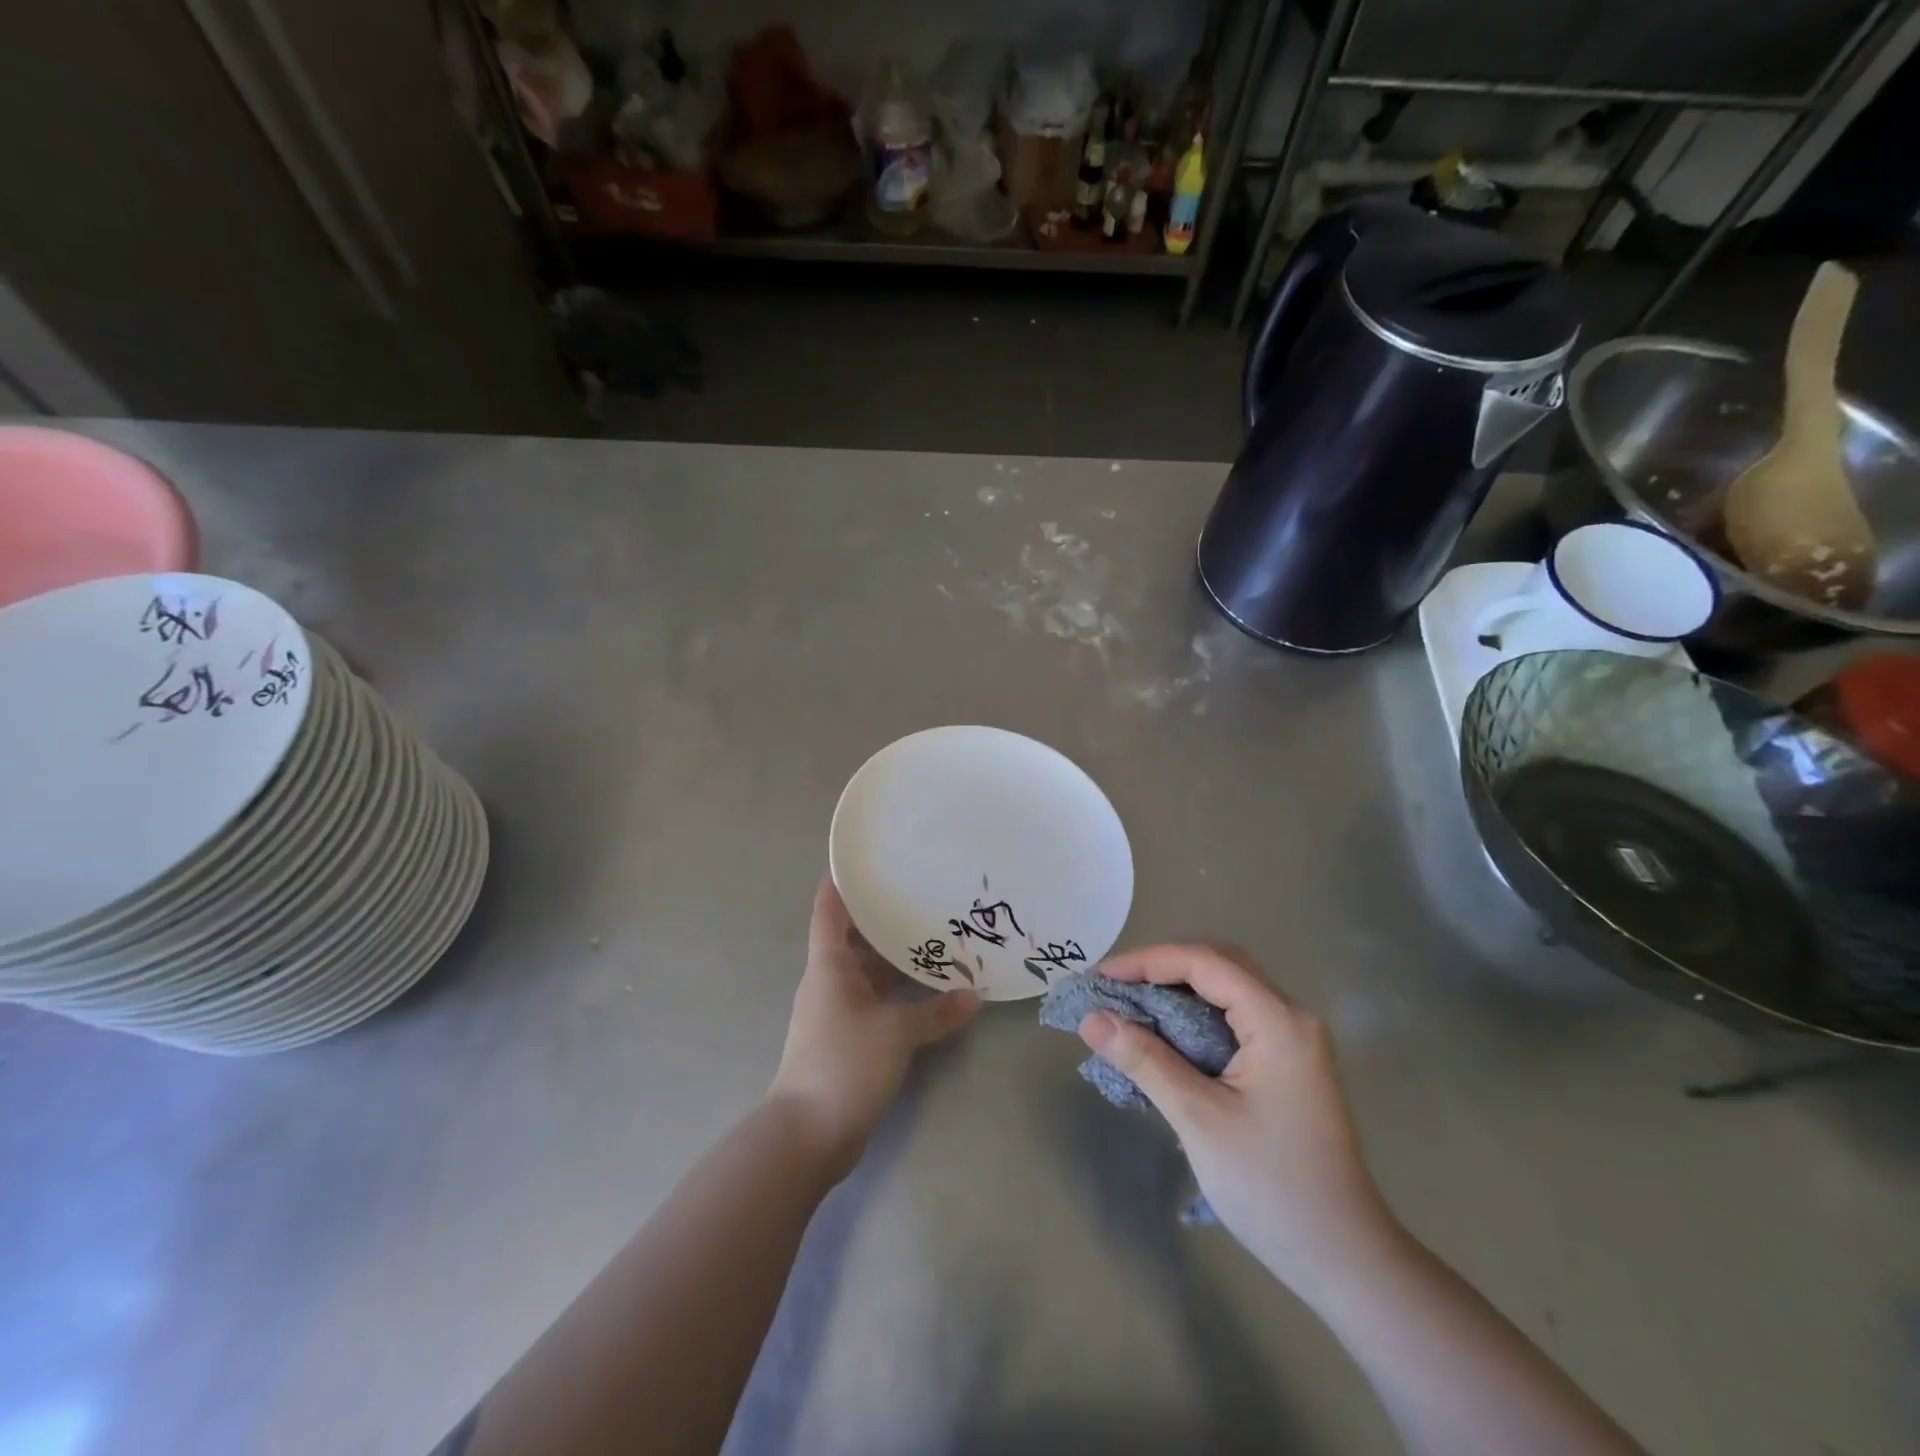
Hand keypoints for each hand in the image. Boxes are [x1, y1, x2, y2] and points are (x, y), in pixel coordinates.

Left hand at [768, 879, 981, 1179]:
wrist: (808, 1134)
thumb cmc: (844, 1064)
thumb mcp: (896, 1033)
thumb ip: (936, 1012)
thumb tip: (975, 995)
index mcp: (830, 965)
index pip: (830, 911)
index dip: (842, 883)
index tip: (866, 859)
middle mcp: (831, 981)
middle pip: (856, 940)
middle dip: (887, 922)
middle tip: (925, 898)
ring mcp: (838, 1012)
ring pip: (870, 973)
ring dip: (898, 962)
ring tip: (938, 941)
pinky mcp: (849, 1039)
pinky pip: (877, 1002)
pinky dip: (900, 994)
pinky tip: (931, 993)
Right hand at [1078, 944, 1397, 1293]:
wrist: (1345, 1260)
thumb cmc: (1272, 1187)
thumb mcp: (1198, 1119)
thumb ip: (1145, 1060)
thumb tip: (1091, 1019)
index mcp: (1278, 1020)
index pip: (1205, 962)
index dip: (1148, 961)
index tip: (1100, 978)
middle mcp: (1290, 1017)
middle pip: (1219, 965)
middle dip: (1162, 968)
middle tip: (1114, 988)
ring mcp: (1293, 1041)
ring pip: (1227, 990)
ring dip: (1178, 990)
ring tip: (1130, 1006)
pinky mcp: (1287, 1064)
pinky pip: (1234, 1018)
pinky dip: (1195, 1016)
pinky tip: (1166, 1037)